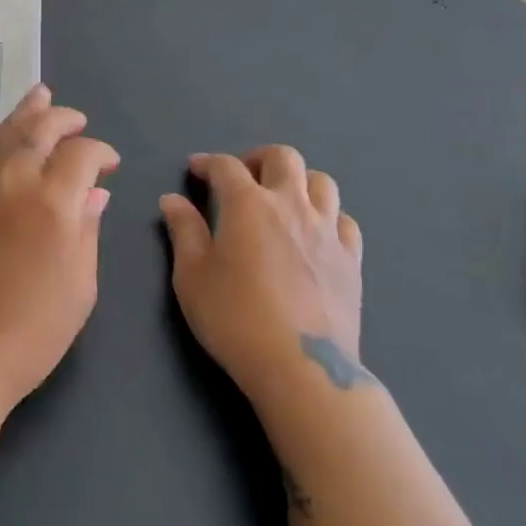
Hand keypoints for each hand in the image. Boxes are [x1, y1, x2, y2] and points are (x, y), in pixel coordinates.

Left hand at [0, 85, 118, 418]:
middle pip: (40, 129)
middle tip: (77, 119)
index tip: (109, 164)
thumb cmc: (32, 332)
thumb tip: (95, 194)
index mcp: (53, 203)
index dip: (100, 152)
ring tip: (40, 96)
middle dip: (63, 118)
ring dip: (25, 113)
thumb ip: (88, 230)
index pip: (81, 154)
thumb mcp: (80, 287)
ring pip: (3, 133)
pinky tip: (1, 133)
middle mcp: (13, 180)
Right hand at [160, 147, 366, 400]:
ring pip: (321, 181)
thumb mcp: (192, 277)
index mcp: (248, 204)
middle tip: (243, 178)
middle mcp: (291, 205)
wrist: (301, 368)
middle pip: (282, 157)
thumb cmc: (235, 319)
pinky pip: (344, 220)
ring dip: (298, 182)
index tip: (195, 170)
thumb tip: (173, 200)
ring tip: (282, 200)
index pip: (226, 166)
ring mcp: (327, 230)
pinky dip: (328, 217)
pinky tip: (315, 234)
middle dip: (258, 159)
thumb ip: (183, 231)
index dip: (207, 163)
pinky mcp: (352, 259)